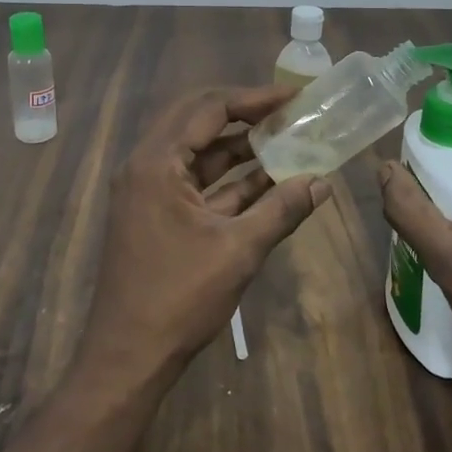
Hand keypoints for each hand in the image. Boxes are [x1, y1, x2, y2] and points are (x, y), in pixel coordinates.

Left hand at [78, 85, 329, 385]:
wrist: (128, 356)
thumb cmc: (179, 298)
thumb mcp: (238, 250)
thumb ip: (282, 210)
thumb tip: (323, 182)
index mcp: (156, 163)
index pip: (208, 108)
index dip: (253, 98)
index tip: (293, 96)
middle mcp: (145, 166)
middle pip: (198, 121)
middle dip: (244, 114)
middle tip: (288, 112)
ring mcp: (147, 191)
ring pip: (197, 152)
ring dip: (239, 148)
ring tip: (287, 140)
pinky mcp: (154, 214)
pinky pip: (194, 182)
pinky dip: (229, 180)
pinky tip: (268, 181)